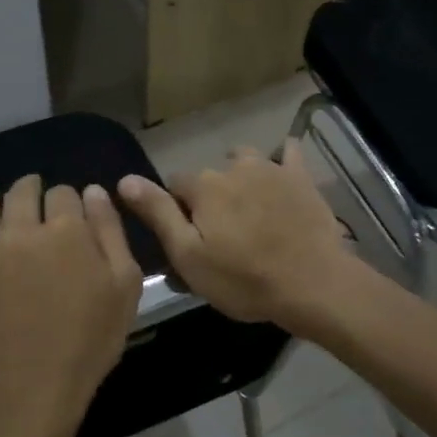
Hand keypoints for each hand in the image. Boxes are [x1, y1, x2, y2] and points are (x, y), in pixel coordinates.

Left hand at [0, 152, 141, 436]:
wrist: (34, 391)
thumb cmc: (88, 343)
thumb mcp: (124, 288)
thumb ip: (111, 233)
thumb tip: (93, 190)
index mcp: (66, 231)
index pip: (66, 195)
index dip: (72, 205)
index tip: (76, 222)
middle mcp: (22, 228)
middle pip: (26, 191)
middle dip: (34, 190)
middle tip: (37, 199)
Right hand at [118, 140, 355, 330]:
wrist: (312, 283)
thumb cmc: (243, 279)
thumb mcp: (188, 256)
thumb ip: (157, 214)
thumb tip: (124, 180)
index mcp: (204, 187)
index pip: (175, 184)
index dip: (175, 209)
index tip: (186, 237)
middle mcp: (234, 167)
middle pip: (210, 175)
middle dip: (209, 197)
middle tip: (220, 234)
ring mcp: (271, 168)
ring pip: (244, 160)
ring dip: (240, 176)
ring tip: (248, 207)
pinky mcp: (301, 177)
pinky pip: (288, 154)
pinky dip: (282, 159)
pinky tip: (283, 171)